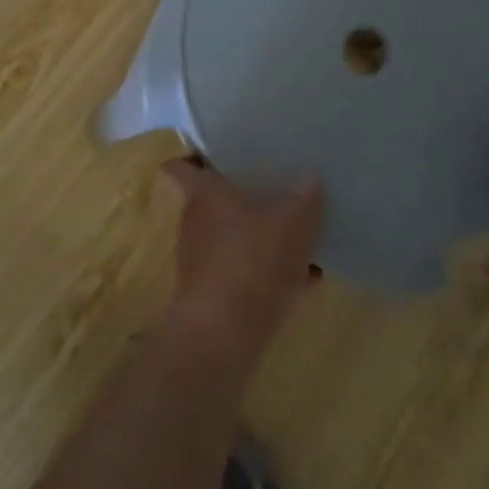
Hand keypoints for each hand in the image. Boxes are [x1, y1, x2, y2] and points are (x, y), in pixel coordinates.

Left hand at [161, 160, 322, 354]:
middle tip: (276, 188)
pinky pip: (245, 273)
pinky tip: (306, 277)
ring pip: (233, 238)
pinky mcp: (215, 295)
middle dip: (242, 198)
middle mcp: (195, 222)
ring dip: (260, 237)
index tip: (221, 154)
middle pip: (212, 201)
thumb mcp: (291, 222)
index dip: (195, 158)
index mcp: (203, 194)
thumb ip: (303, 198)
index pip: (179, 166)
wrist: (225, 334)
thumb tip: (310, 179)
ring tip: (299, 234)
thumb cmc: (251, 259)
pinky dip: (269, 273)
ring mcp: (202, 261)